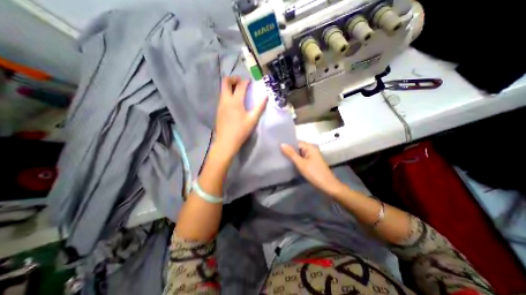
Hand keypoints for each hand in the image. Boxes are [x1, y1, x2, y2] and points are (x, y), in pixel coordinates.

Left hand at [213, 76, 266, 158]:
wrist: (226, 142)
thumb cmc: (241, 131)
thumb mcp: (252, 120)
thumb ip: (259, 107)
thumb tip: (266, 96)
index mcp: (235, 101)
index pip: (240, 85)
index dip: (246, 81)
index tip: (251, 82)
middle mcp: (225, 100)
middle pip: (225, 82)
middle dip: (233, 78)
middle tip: (241, 82)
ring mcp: (220, 104)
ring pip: (223, 89)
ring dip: (230, 86)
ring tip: (239, 91)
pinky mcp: (218, 110)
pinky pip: (222, 97)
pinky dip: (228, 94)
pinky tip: (234, 102)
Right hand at [282, 142, 343, 196]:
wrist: (328, 186)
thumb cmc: (314, 173)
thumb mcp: (301, 163)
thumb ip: (291, 153)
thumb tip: (282, 144)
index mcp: (310, 147)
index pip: (296, 142)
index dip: (287, 145)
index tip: (277, 147)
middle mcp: (311, 150)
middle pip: (297, 148)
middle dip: (288, 151)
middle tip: (277, 153)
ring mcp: (312, 156)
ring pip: (299, 154)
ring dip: (291, 156)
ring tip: (280, 157)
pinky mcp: (311, 163)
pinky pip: (302, 159)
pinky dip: (296, 161)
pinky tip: (289, 163)